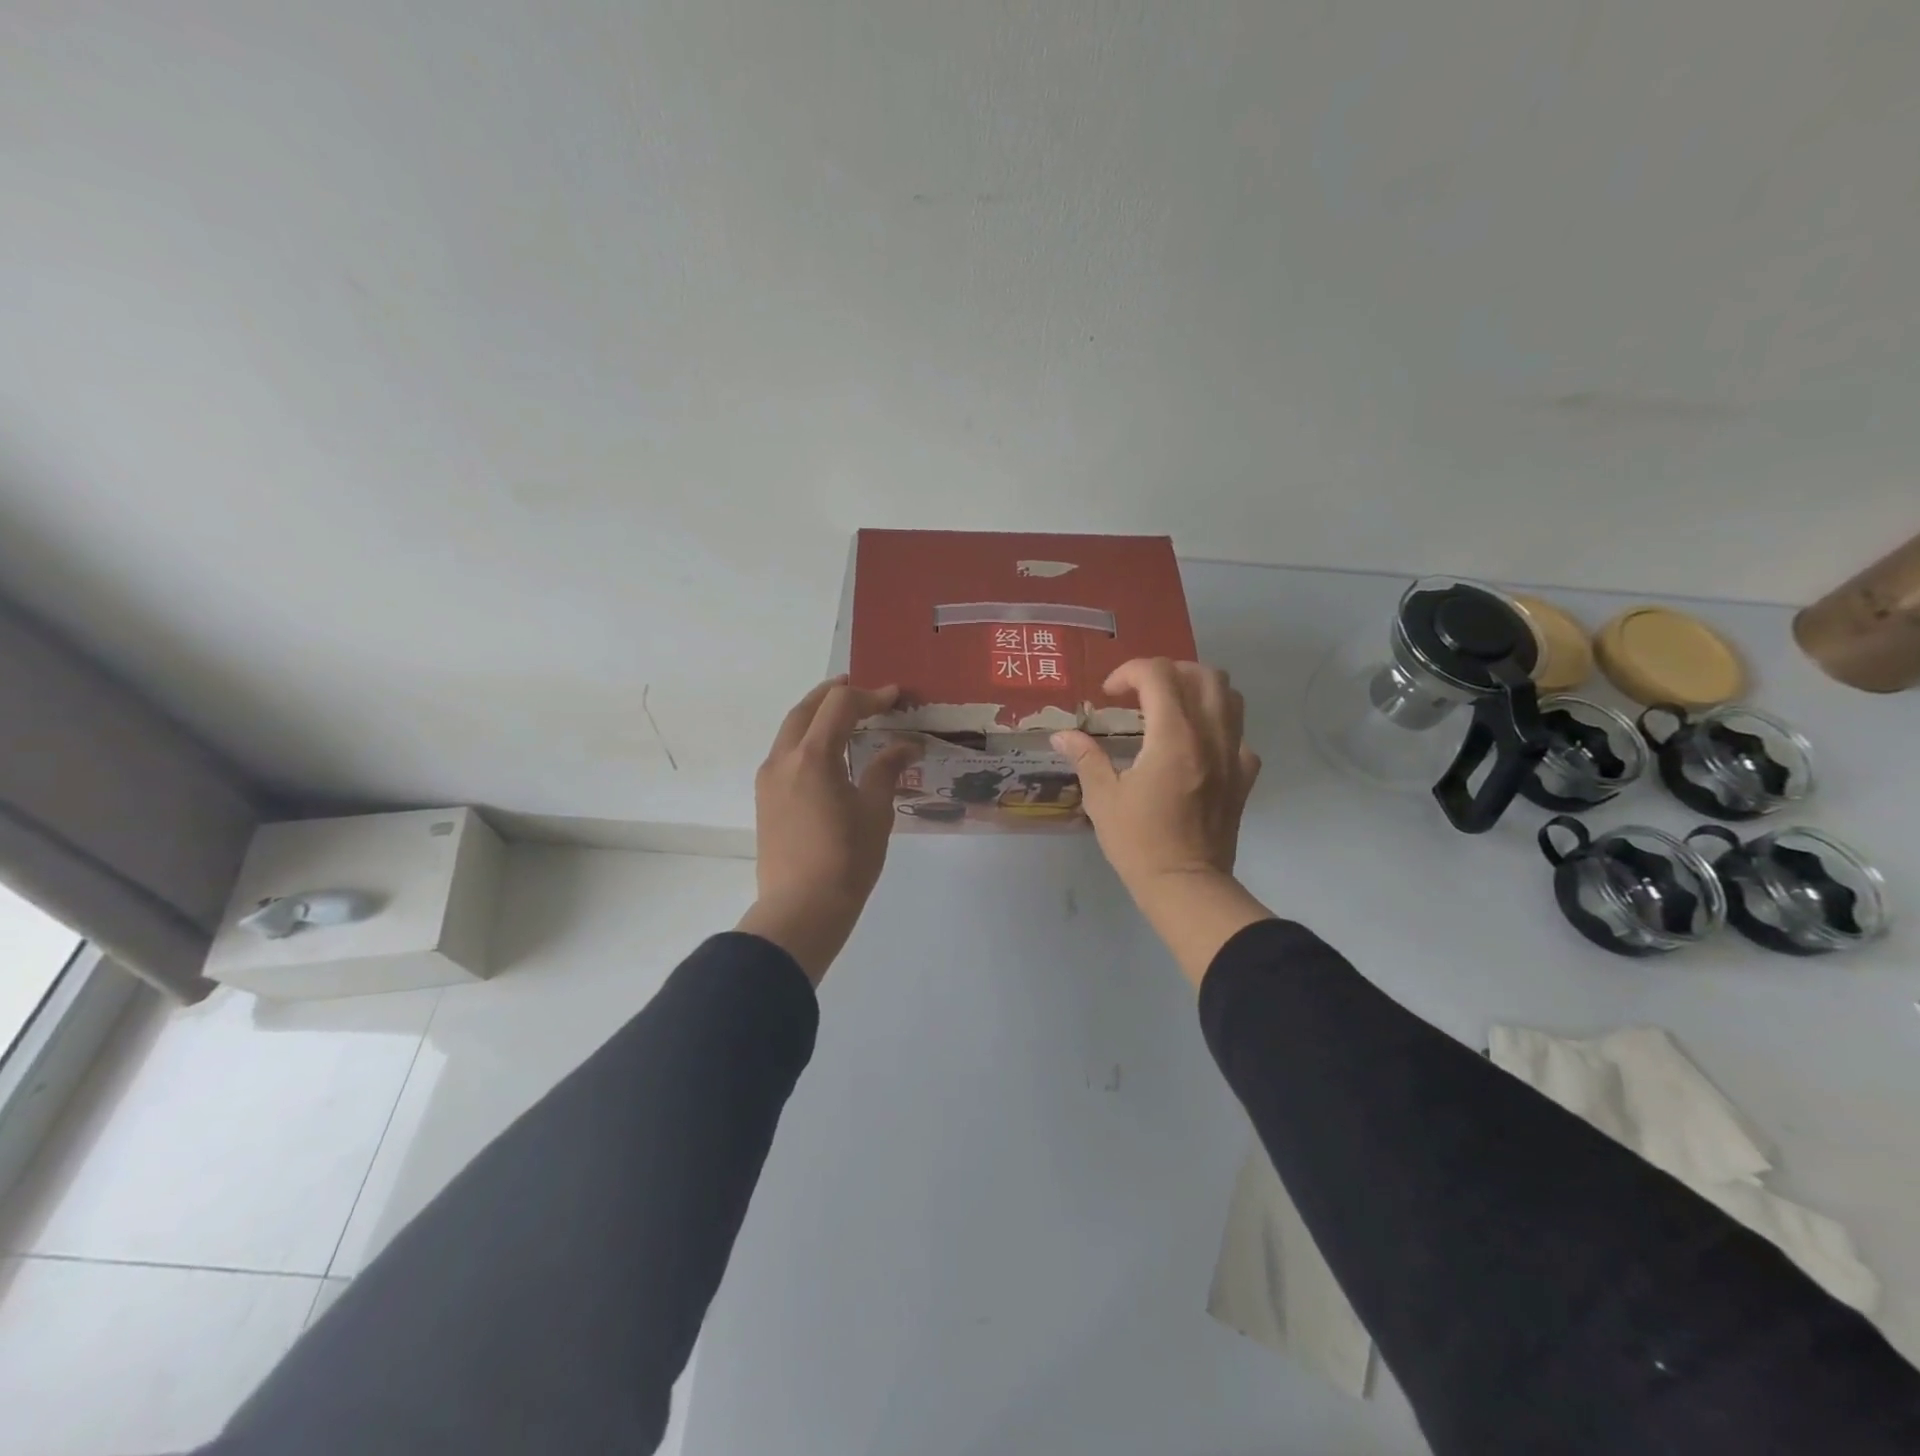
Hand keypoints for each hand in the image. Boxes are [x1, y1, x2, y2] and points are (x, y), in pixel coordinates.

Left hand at [736, 676, 919, 983]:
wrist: (800, 909)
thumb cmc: (845, 860)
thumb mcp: (875, 812)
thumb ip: (887, 770)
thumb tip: (905, 745)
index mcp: (812, 757)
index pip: (840, 707)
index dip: (871, 696)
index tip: (896, 696)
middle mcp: (783, 759)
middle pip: (806, 709)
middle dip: (834, 695)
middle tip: (863, 690)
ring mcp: (769, 780)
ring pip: (790, 730)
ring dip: (817, 715)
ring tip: (845, 716)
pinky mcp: (765, 799)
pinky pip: (785, 754)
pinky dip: (807, 739)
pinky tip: (828, 754)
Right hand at [1052, 659, 1272, 987]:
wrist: (1186, 885)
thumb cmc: (1139, 842)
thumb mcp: (1103, 798)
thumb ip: (1086, 758)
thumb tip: (1063, 735)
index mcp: (1173, 736)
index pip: (1159, 674)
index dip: (1129, 672)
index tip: (1109, 694)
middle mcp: (1210, 735)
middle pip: (1203, 674)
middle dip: (1168, 672)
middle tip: (1141, 693)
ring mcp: (1234, 754)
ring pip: (1230, 696)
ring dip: (1198, 690)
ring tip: (1171, 709)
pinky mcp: (1245, 776)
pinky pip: (1239, 733)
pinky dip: (1217, 726)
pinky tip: (1195, 746)